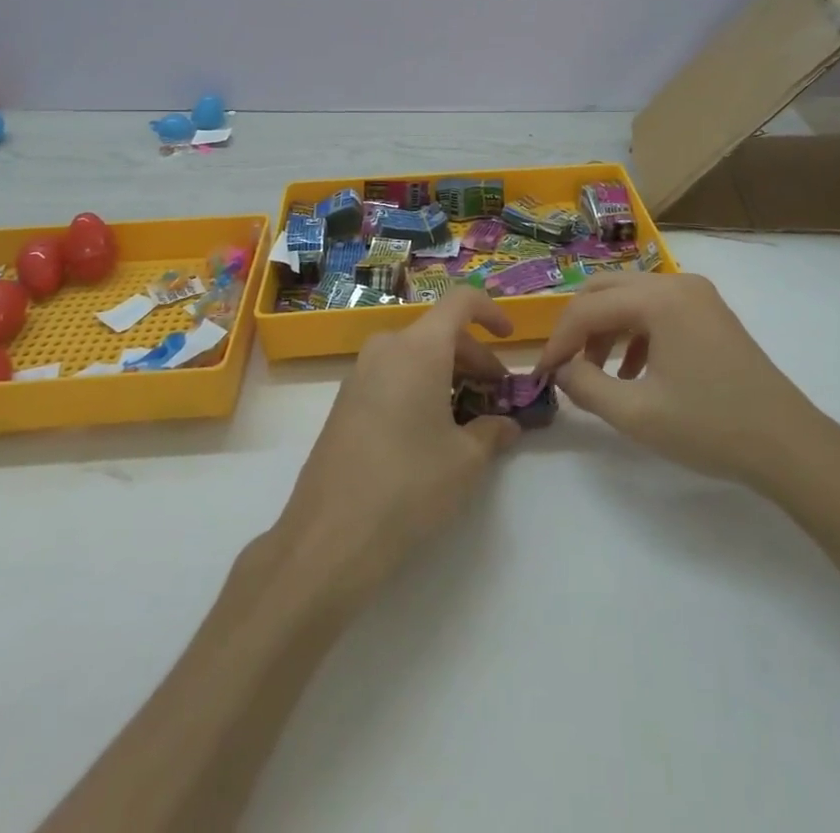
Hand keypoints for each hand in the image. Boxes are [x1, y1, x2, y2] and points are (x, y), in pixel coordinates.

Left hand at [274, 289, 522, 599]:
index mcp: (419, 348)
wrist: (329, 537)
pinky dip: (419, 387)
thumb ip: (492, 431)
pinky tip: (430, 431)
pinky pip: (392, 376)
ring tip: (467, 417)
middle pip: (439, 332)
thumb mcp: (465, 460)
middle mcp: (386, 348)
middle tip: (496, 396)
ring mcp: (359, 374)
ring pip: (415, 355)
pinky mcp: (344, 402)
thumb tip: (507, 425)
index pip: (460, 302)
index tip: (510, 337)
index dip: (491, 311)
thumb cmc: (409, 486)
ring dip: (447, 374)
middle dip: (474, 357)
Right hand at [532, 272, 839, 495]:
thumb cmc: (711, 427)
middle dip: (579, 327)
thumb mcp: (636, 413)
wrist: (790, 446)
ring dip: (605, 330)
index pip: (589, 307)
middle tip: (564, 366)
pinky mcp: (709, 312)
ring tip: (596, 374)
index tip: (542, 374)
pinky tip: (632, 373)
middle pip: (606, 290)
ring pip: (630, 298)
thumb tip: (561, 370)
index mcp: (659, 298)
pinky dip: (634, 334)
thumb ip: (586, 386)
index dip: (558, 340)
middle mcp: (677, 283)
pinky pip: (656, 310)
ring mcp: (698, 295)